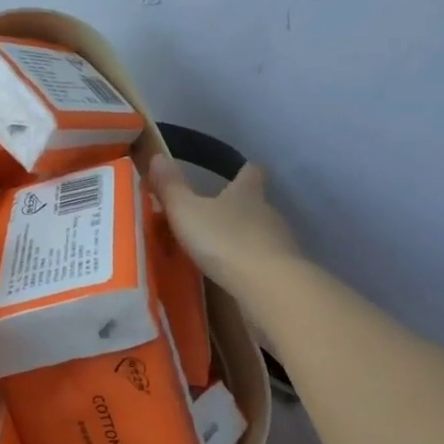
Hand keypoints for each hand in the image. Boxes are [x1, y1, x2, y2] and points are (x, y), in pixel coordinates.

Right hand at [150, 155, 302, 297]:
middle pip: (257, 204)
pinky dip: (253, 267)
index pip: (251, 173)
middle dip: (240, 209)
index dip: (245, 171)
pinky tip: (236, 278)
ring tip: (222, 251)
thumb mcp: (186, 211)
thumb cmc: (224, 240)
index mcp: (247, 193)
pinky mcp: (286, 273)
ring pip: (263, 234)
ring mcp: (281, 243)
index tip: (241, 170)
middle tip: (217, 217)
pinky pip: (266, 263)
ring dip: (246, 240)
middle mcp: (268, 212)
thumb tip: (158, 157)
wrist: (268, 286)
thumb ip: (171, 187)